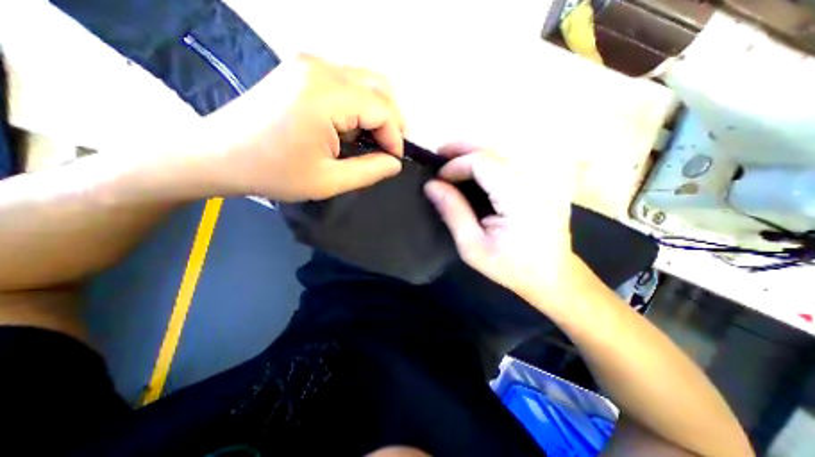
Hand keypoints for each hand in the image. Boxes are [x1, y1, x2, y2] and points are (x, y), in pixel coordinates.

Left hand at [195, 54, 403, 200]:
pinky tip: (350, 129)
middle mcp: (321, 68)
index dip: (395, 137)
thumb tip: (395, 162)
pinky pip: (347, 83)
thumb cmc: (274, 172)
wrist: (218, 155)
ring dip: (377, 113)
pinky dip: (359, 106)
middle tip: (388, 150)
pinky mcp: (303, 70)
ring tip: (371, 142)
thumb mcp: (329, 181)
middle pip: (379, 87)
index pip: (382, 108)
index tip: (393, 161)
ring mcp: (309, 65)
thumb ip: (370, 171)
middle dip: (391, 121)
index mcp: (326, 95)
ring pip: (366, 82)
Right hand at [424, 143, 589, 306]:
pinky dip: (487, 162)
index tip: (437, 180)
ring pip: (502, 153)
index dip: (456, 165)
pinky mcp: (541, 182)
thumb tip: (431, 186)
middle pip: (493, 151)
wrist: (553, 276)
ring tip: (451, 159)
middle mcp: (535, 180)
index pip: (483, 163)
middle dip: (462, 150)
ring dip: (473, 153)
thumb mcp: (473, 246)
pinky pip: (509, 163)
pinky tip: (473, 170)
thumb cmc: (510, 267)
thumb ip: (453, 212)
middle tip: (439, 154)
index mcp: (520, 198)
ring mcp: (542, 179)